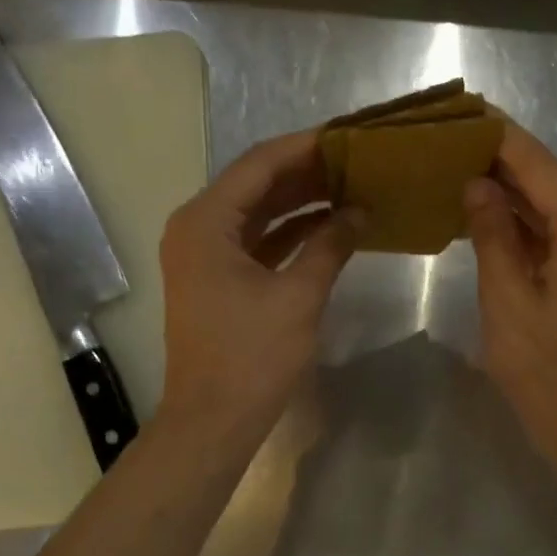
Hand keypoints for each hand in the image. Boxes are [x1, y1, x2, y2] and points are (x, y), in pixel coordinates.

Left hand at [155, 129, 357, 444]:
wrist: (213, 420)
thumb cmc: (252, 357)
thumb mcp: (298, 297)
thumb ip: (330, 245)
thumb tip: (359, 212)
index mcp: (206, 221)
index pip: (260, 164)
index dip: (306, 147)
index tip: (348, 135)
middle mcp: (197, 227)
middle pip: (256, 183)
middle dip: (306, 171)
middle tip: (356, 159)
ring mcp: (204, 254)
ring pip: (258, 212)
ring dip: (300, 200)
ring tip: (350, 185)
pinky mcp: (217, 278)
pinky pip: (257, 240)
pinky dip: (290, 232)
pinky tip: (329, 225)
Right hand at [463, 124, 556, 466]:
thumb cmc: (546, 370)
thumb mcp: (508, 300)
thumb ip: (493, 235)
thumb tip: (476, 185)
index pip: (540, 167)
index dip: (502, 137)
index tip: (465, 111)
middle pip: (549, 181)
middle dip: (502, 159)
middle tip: (451, 136)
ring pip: (551, 206)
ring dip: (510, 189)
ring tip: (458, 163)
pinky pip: (553, 232)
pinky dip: (521, 221)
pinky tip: (483, 209)